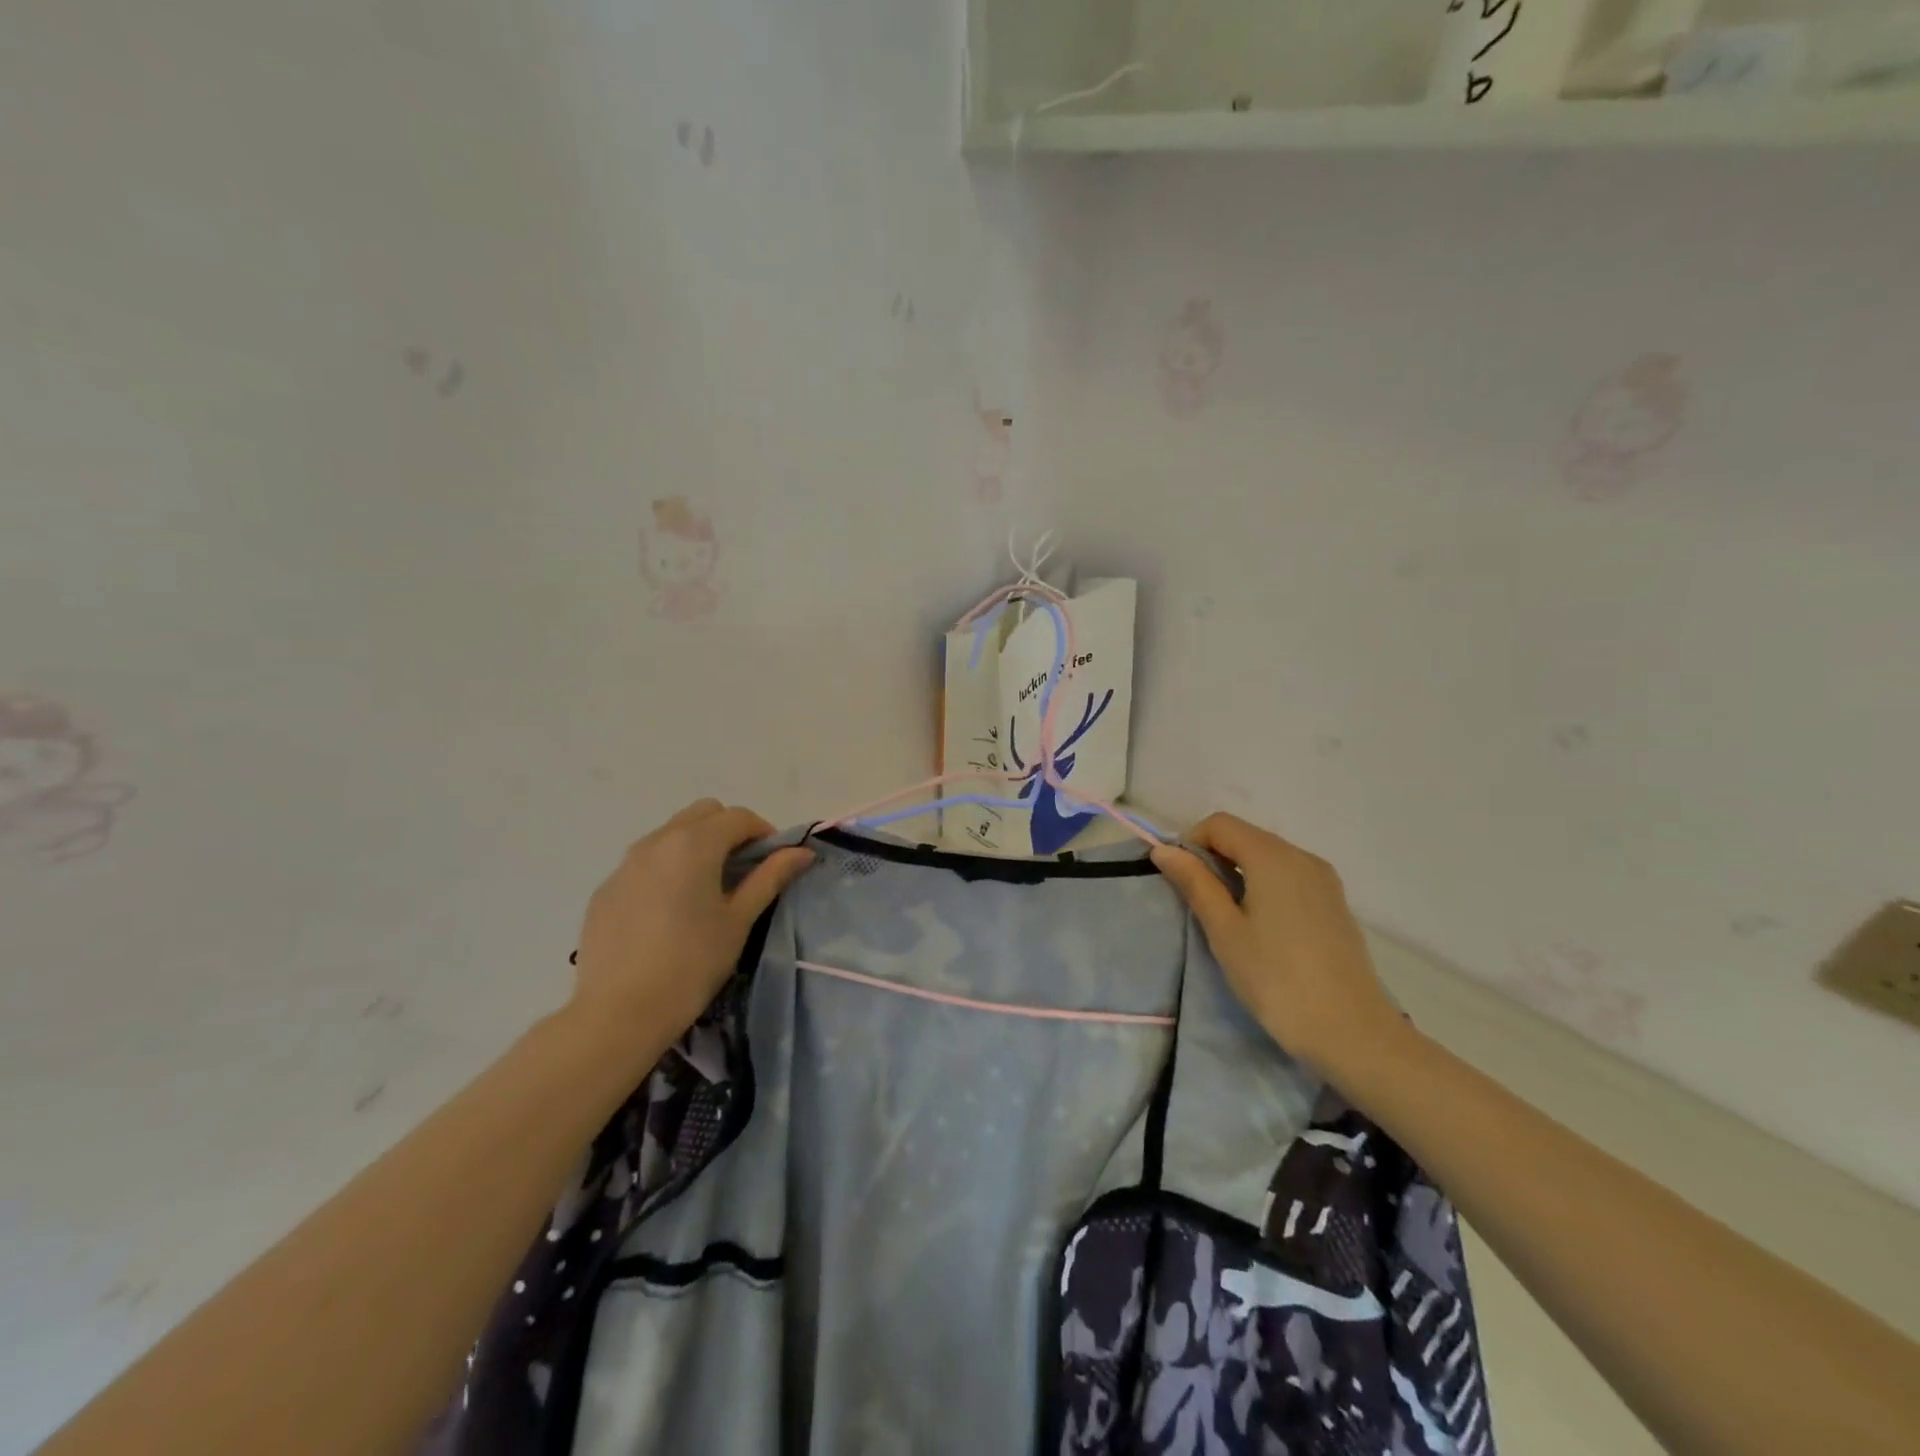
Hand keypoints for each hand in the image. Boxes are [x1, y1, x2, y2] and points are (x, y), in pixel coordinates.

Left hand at [571, 800, 813, 1043]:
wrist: (617, 1012)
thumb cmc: (692, 964)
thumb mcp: (738, 920)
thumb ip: (770, 877)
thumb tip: (802, 852)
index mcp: (695, 844)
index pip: (738, 817)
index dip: (763, 833)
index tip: (774, 863)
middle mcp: (658, 841)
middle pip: (703, 813)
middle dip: (728, 831)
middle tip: (742, 871)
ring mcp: (625, 863)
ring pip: (670, 833)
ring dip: (696, 845)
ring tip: (706, 890)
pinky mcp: (606, 888)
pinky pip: (644, 861)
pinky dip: (666, 868)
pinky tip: (669, 912)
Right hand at [1152, 813, 1401, 1081]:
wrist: (1353, 1033)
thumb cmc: (1276, 979)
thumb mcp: (1224, 930)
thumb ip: (1195, 883)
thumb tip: (1164, 850)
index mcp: (1273, 857)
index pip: (1220, 824)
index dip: (1190, 842)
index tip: (1178, 880)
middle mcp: (1302, 857)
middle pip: (1246, 837)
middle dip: (1213, 857)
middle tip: (1196, 901)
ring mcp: (1324, 880)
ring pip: (1268, 857)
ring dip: (1238, 873)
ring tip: (1225, 917)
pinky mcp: (1335, 904)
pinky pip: (1289, 878)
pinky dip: (1264, 886)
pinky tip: (1260, 927)